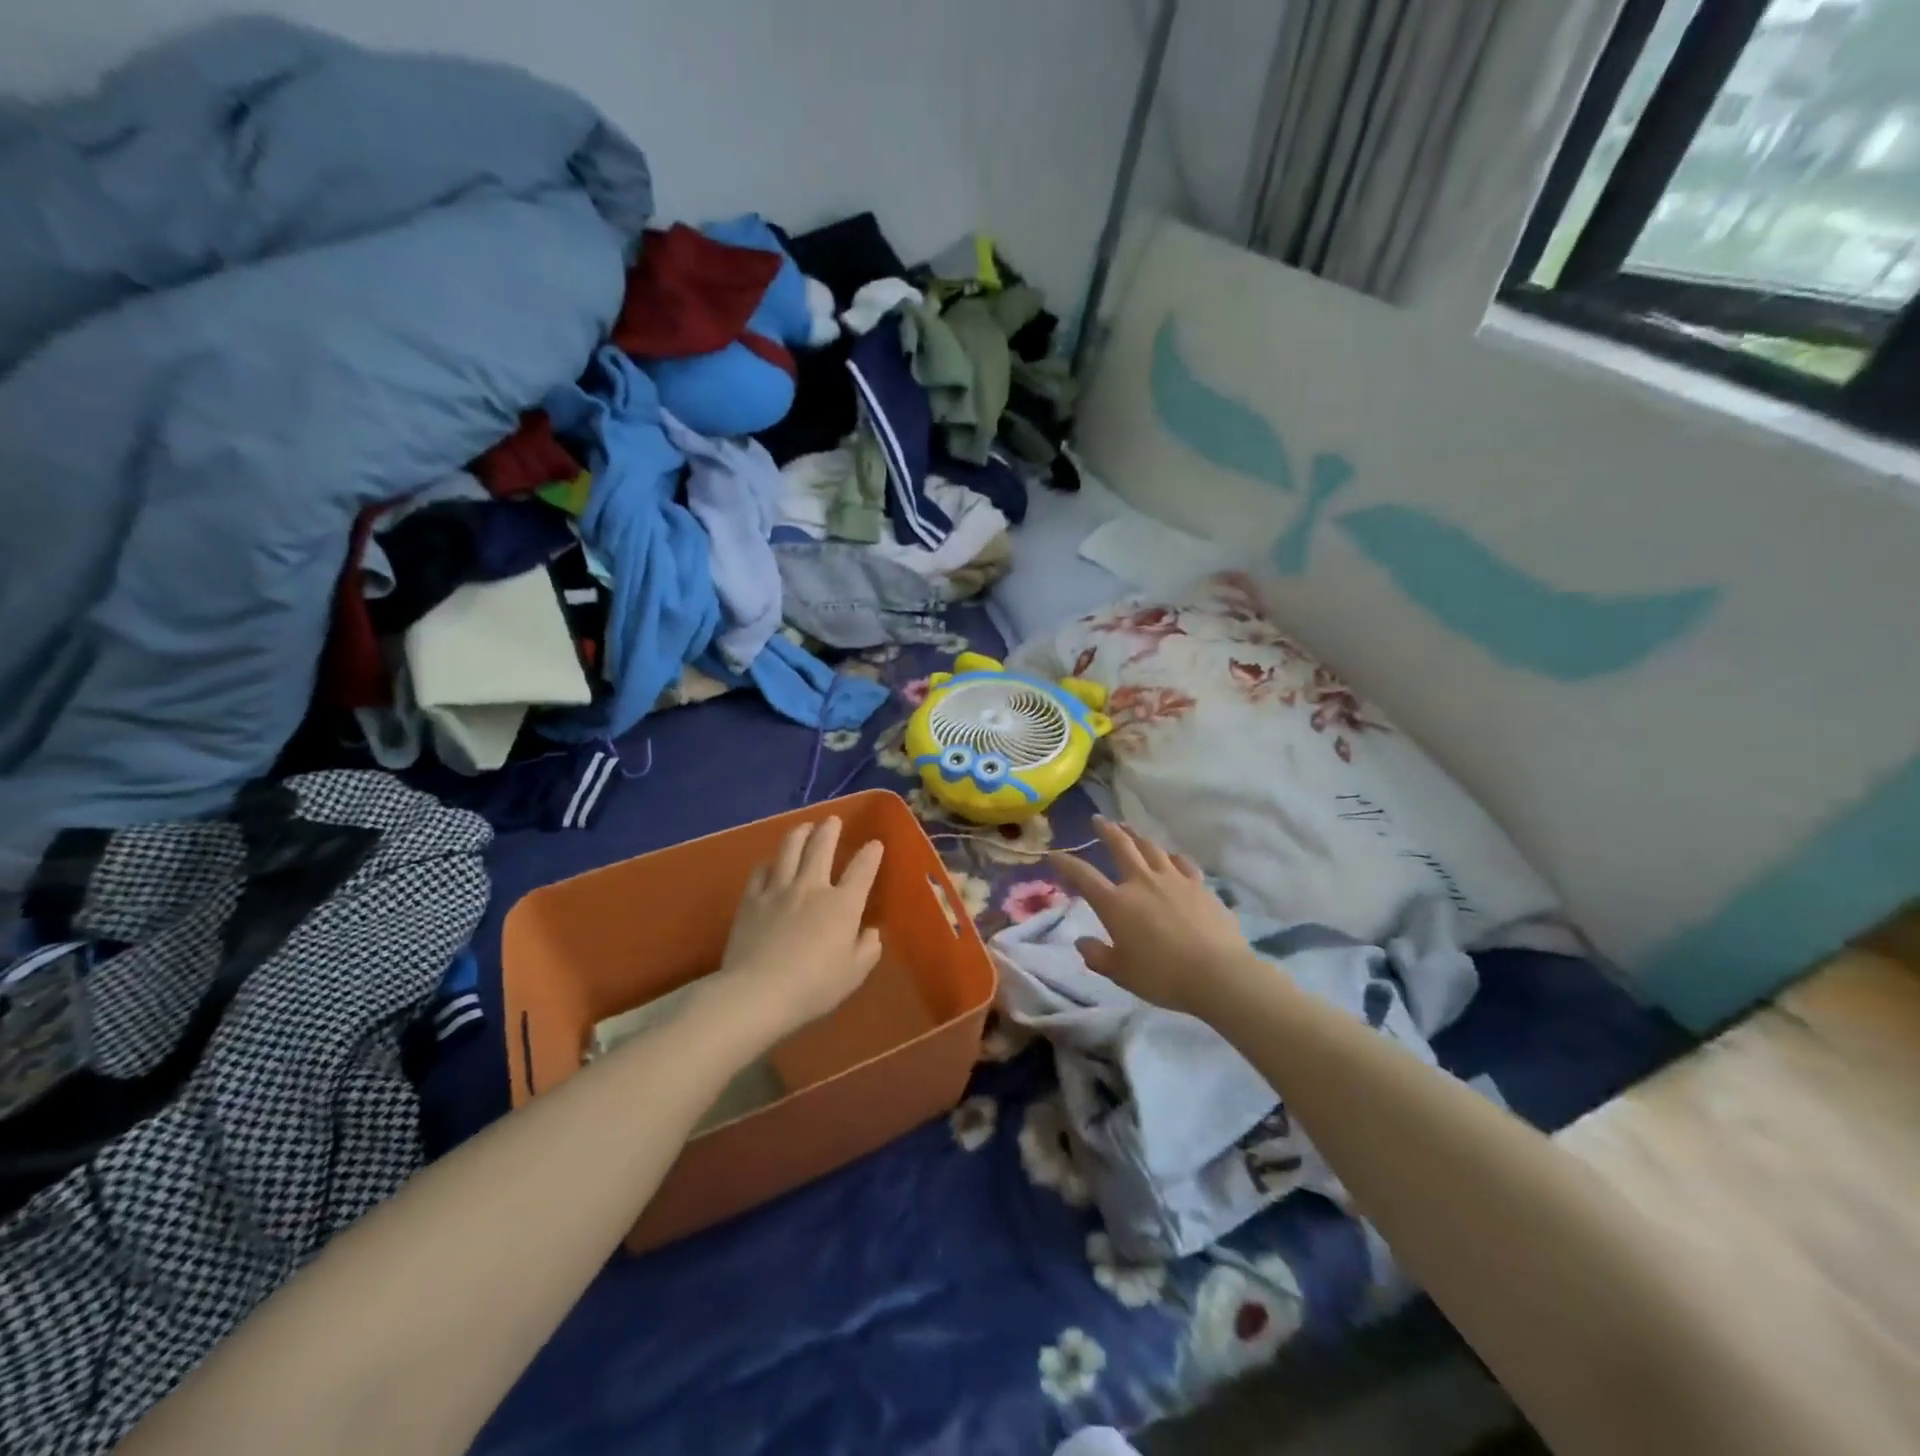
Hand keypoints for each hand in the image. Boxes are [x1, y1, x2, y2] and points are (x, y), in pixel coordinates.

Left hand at [710, 816, 884, 1041]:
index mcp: (842, 905)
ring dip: (799, 833)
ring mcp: (778, 889)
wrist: (758, 993)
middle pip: (821, 846)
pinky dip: (770, 862)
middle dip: (830, 829)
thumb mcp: (854, 974)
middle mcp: (812, 887)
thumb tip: (870, 931)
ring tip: (804, 826)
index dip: (871, 854)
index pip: (862, 869)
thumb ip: (867, 949)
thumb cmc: (813, 987)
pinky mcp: (751, 899)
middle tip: (832, 820)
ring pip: (789, 849)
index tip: (874, 844)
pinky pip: (761, 871)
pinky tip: (771, 862)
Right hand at [1050, 816, 1254, 1018]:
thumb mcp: (1121, 973)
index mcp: (1116, 903)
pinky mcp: (1199, 885)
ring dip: (1137, 835)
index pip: (1084, 876)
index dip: (1066, 863)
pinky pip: (1182, 862)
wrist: (1217, 974)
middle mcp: (1142, 882)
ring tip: (1130, 828)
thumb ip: (1098, 956)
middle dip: (1107, 830)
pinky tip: (1170, 856)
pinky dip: (1171, 856)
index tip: (1054, 854)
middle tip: (1098, 819)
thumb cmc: (1162, 976)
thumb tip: (1081, 942)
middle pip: (1120, 846)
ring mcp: (1173, 879)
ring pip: (1151, 848)